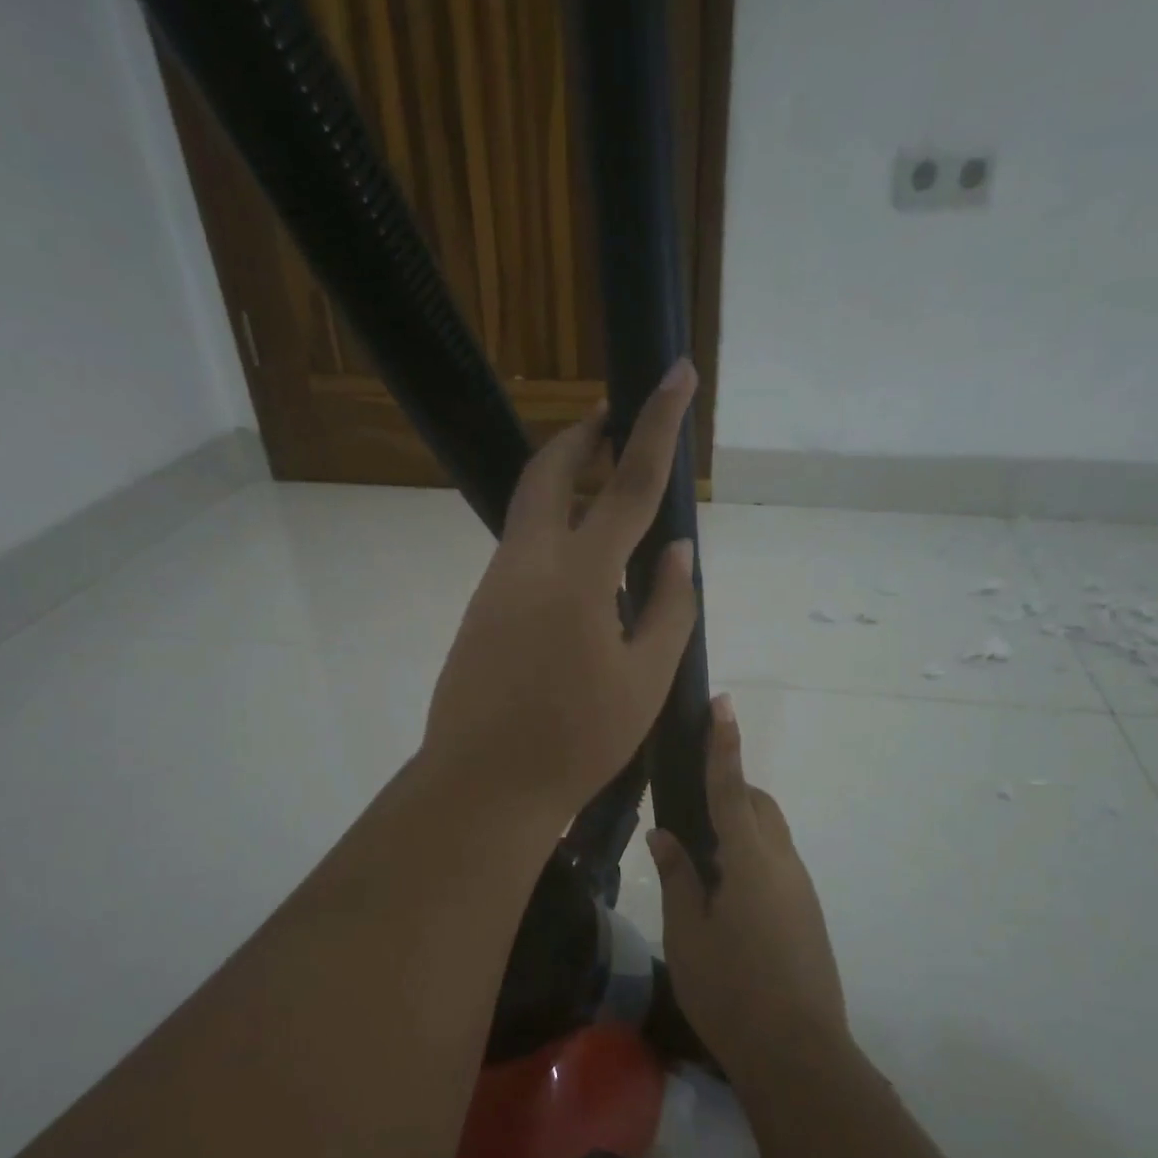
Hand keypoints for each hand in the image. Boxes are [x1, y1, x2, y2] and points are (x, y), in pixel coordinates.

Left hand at [422, 359, 699, 821]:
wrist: (484, 785)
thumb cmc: (576, 740)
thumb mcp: (644, 680)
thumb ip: (668, 608)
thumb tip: (678, 551)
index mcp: (578, 575)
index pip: (629, 483)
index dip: (658, 423)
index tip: (675, 372)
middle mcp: (528, 563)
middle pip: (551, 472)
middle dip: (583, 435)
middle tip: (613, 421)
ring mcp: (495, 585)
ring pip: (529, 509)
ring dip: (565, 483)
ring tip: (605, 492)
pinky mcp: (480, 610)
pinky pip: (521, 550)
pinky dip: (552, 531)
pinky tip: (579, 568)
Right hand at [649, 693, 847, 1083]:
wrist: (799, 1055)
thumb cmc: (731, 991)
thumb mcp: (688, 934)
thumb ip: (679, 878)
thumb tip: (665, 835)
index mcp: (750, 859)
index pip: (731, 788)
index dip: (724, 744)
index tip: (722, 704)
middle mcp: (783, 863)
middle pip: (758, 806)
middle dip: (730, 791)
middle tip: (692, 811)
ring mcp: (801, 889)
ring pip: (770, 835)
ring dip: (740, 828)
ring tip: (702, 860)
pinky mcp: (807, 913)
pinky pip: (777, 864)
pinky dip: (752, 857)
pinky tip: (726, 896)